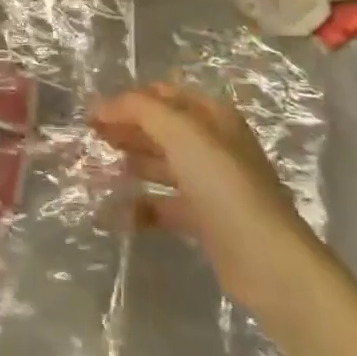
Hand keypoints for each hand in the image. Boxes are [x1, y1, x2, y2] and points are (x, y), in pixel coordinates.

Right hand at [91, 81, 318, 310]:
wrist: (268, 261)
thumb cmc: (224, 184)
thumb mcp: (181, 133)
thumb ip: (139, 110)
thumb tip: (99, 105)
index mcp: (212, 116)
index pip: (162, 94)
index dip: (127, 100)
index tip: (92, 112)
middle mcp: (211, 144)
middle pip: (159, 128)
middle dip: (124, 129)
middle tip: (88, 138)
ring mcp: (209, 183)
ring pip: (159, 164)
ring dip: (128, 164)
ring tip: (93, 170)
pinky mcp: (204, 220)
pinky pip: (163, 205)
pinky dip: (139, 207)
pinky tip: (112, 214)